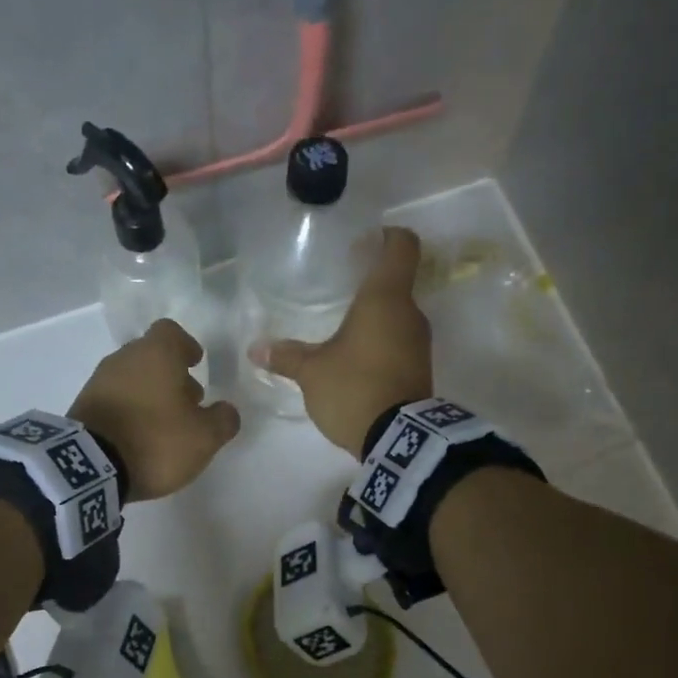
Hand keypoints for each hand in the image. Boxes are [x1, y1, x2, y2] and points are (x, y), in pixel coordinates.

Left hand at [70, 320, 241, 500]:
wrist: (91, 467)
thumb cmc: (156, 440)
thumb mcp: (205, 437)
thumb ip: (223, 420)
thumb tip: (226, 411)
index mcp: (156, 354)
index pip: (171, 332)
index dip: (186, 346)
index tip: (196, 364)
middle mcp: (125, 358)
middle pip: (151, 356)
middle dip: (171, 375)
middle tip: (188, 403)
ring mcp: (99, 381)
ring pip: (132, 377)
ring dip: (150, 394)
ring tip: (165, 425)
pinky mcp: (83, 406)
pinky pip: (114, 399)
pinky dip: (130, 410)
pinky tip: (140, 436)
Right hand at [251, 226, 432, 453]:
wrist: (398, 440)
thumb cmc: (354, 389)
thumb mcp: (312, 372)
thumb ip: (286, 356)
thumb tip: (256, 348)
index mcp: (386, 298)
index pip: (401, 245)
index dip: (385, 236)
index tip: (362, 244)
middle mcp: (410, 313)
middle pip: (396, 282)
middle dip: (370, 282)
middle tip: (340, 286)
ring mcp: (420, 343)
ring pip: (398, 315)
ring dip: (374, 317)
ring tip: (343, 327)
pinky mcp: (420, 369)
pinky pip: (400, 343)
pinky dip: (381, 343)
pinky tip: (356, 358)